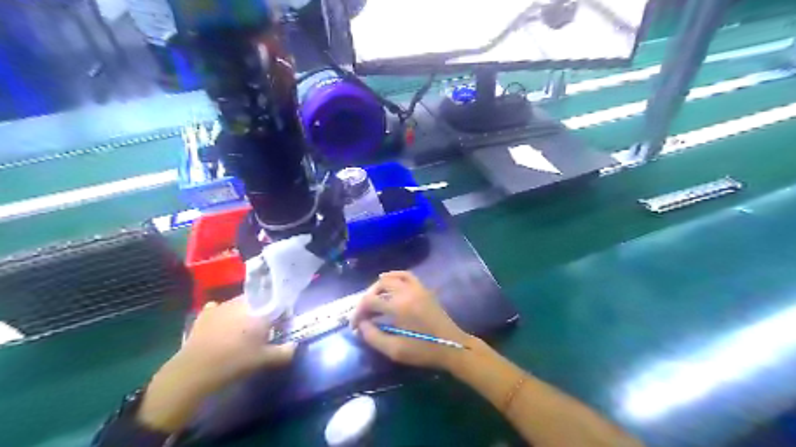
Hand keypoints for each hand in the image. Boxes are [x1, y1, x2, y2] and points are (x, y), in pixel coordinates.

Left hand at [175, 297, 296, 393]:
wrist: (195, 370)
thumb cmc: (235, 361)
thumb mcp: (264, 360)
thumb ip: (284, 352)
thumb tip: (295, 346)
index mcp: (260, 310)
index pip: (277, 303)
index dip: (282, 312)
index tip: (283, 323)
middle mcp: (242, 302)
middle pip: (259, 301)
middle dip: (263, 311)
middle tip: (265, 328)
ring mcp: (222, 306)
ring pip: (240, 303)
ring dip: (245, 311)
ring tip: (244, 328)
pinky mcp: (205, 314)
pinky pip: (219, 308)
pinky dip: (223, 313)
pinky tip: (222, 324)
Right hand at [349, 273, 471, 369]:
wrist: (452, 346)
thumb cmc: (423, 350)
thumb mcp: (395, 350)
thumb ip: (373, 336)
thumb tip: (361, 325)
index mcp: (398, 306)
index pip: (369, 301)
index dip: (358, 312)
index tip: (354, 325)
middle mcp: (406, 291)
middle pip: (378, 286)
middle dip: (366, 298)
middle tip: (363, 314)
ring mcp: (416, 288)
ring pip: (391, 278)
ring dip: (378, 287)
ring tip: (374, 300)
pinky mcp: (423, 289)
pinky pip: (406, 275)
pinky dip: (394, 276)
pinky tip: (389, 282)